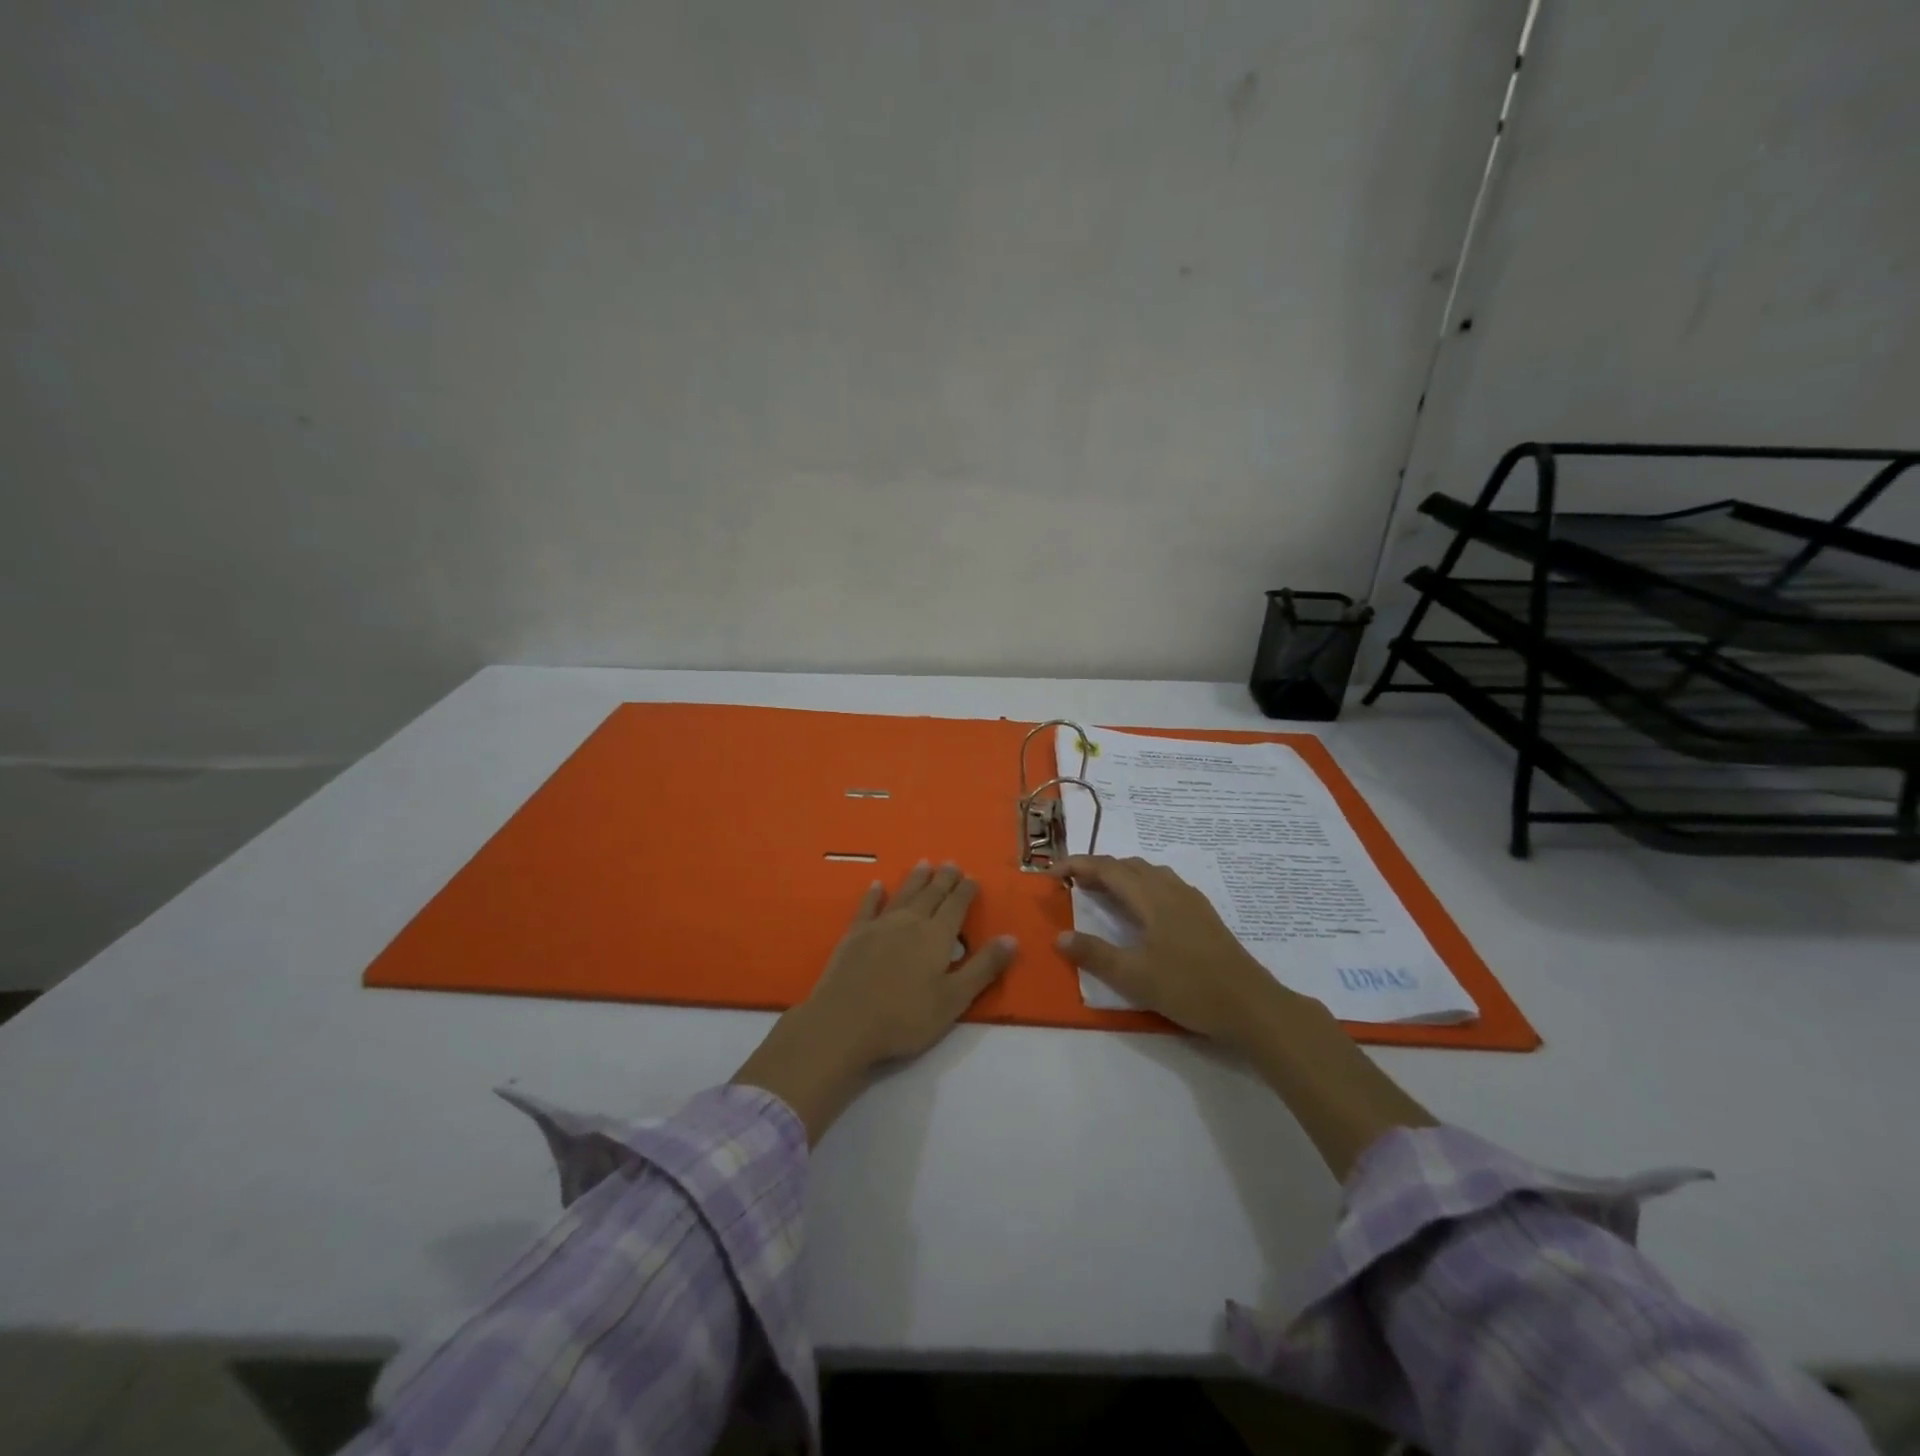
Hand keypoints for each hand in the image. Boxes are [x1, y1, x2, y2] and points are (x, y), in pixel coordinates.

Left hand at [803, 862, 1016, 1067]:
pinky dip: (873, 895)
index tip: (971, 877)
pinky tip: (876, 885)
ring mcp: (879, 926)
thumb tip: (1011, 937)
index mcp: (937, 936)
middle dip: (943, 879)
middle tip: (951, 863)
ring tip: (924, 864)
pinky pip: (867, 907)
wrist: (845, 1023)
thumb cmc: (905, 1017)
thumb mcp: (954, 999)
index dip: (965, 891)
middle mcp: (910, 922)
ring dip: (915, 879)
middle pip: (931, 895)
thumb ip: (983, 967)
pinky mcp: (854, 935)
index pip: (956, 906)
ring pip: (903, 895)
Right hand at [1057, 853, 1433, 1180]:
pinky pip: (1164, 884)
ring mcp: (1190, 900)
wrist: (1251, 1004)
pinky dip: (1141, 884)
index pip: (1107, 869)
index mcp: (1151, 898)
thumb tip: (1060, 936)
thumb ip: (1095, 954)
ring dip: (1121, 874)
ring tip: (1103, 891)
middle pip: (1128, 865)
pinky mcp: (1204, 914)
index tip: (1052, 872)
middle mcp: (1170, 889)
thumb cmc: (1189, 987)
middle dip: (1097, 868)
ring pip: (1149, 872)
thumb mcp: (1134, 976)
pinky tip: (1143, 908)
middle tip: (1073, 882)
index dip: (1078, 865)